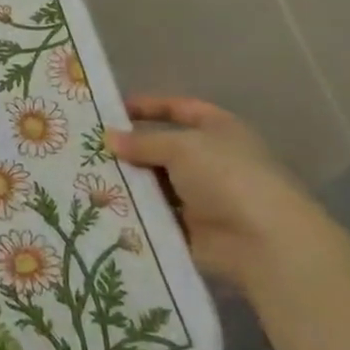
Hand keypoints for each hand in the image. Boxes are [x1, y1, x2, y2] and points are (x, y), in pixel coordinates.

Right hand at [107, 96, 328, 286]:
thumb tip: (109, 138)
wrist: (262, 242)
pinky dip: (134, 212)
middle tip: (88, 148)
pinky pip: (156, 215)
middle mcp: (211, 160)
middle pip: (163, 148)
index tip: (111, 110)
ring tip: (87, 177)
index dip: (148, 107)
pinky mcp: (191, 229)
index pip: (179, 109)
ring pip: (156, 183)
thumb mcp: (180, 147)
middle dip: (130, 149)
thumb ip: (142, 142)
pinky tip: (102, 207)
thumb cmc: (226, 177)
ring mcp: (202, 196)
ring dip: (129, 182)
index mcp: (218, 129)